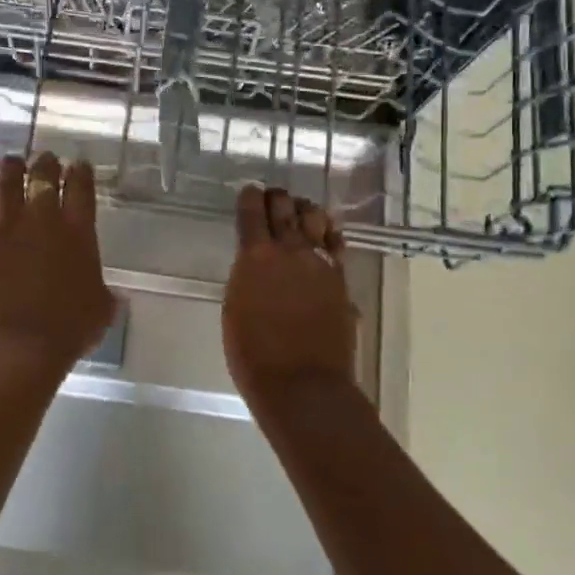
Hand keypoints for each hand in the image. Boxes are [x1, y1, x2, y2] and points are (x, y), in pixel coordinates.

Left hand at [0, 153, 116, 379]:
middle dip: (46, 163)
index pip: (81, 185)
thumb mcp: (102, 308)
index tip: (80, 166)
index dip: (81, 171)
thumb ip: (105, 292)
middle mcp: (43, 217)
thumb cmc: (69, 328)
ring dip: (11, 167)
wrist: (18, 344)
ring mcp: (7, 225)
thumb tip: (113, 293)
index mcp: (79, 229)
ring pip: (8, 180)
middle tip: (47, 160)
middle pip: (43, 174)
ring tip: (12, 161)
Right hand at [223, 186, 356, 402]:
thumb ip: (246, 276)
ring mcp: (319, 263)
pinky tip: (324, 233)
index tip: (249, 191)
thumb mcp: (234, 307)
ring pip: (315, 218)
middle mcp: (289, 250)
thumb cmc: (253, 354)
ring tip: (300, 211)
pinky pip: (335, 243)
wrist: (302, 384)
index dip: (250, 197)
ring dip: (305, 210)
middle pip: (285, 208)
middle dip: (277, 198)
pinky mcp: (340, 278)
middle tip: (273, 197)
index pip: (252, 211)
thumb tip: (256, 263)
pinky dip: (328, 232)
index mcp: (255, 256)